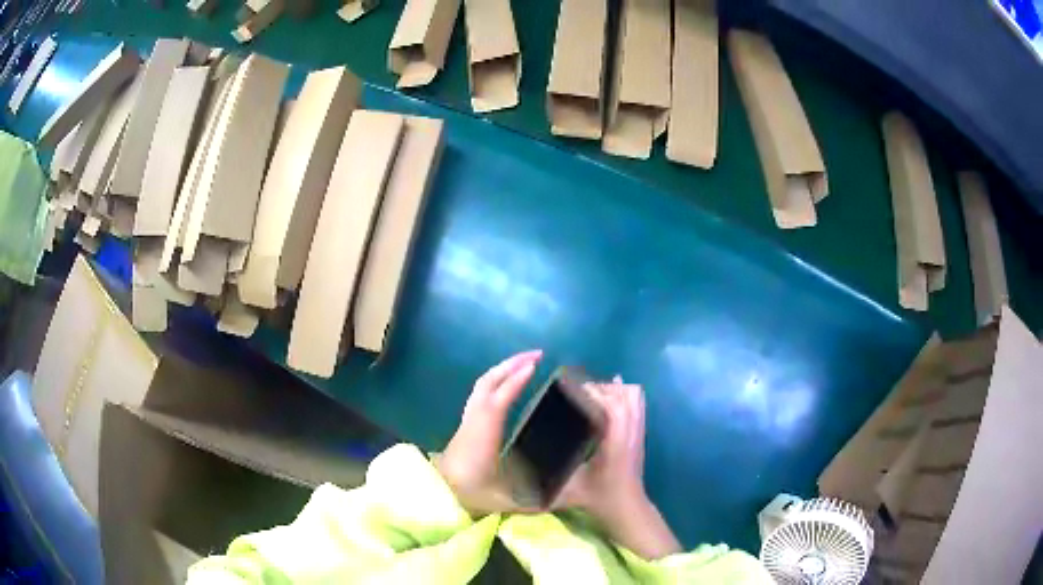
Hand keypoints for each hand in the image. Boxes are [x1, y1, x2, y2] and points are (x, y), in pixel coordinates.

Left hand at [437, 350, 541, 515]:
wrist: (437, 493)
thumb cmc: (469, 495)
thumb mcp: (502, 500)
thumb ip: (531, 502)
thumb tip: (560, 501)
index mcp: (483, 436)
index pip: (498, 401)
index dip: (515, 382)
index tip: (534, 366)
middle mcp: (474, 421)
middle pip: (487, 383)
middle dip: (511, 364)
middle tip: (537, 354)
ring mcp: (468, 420)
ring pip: (482, 385)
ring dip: (503, 369)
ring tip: (526, 362)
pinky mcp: (466, 423)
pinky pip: (481, 392)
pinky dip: (498, 380)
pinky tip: (511, 383)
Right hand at [557, 379, 681, 559]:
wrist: (627, 509)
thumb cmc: (599, 499)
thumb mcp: (569, 490)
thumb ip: (546, 482)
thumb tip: (518, 472)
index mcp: (614, 443)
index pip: (612, 406)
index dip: (593, 394)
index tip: (570, 390)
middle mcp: (629, 432)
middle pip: (621, 395)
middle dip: (598, 389)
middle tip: (574, 393)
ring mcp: (638, 430)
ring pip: (632, 395)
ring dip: (612, 390)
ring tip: (590, 395)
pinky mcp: (640, 432)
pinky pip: (638, 402)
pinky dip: (625, 393)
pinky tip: (609, 393)